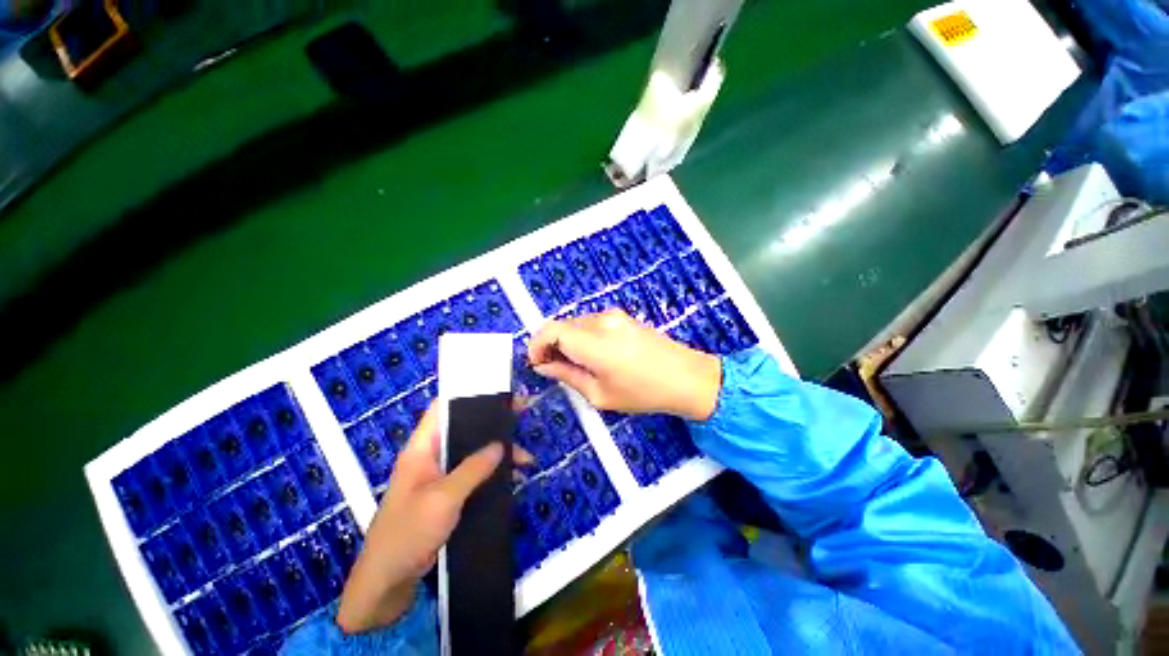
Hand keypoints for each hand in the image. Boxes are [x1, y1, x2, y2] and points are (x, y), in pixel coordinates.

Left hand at [336, 402, 509, 633]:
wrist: (387, 583)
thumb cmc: (408, 533)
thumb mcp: (443, 498)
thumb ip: (473, 468)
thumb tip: (499, 444)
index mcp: (422, 448)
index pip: (442, 409)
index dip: (469, 397)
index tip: (500, 397)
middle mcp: (431, 456)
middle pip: (463, 429)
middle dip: (493, 427)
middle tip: (520, 424)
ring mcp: (439, 476)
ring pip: (472, 453)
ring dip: (497, 453)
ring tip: (524, 459)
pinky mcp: (447, 494)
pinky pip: (473, 474)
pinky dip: (492, 472)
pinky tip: (512, 477)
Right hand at [528, 309, 721, 420]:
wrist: (686, 377)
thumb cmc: (643, 392)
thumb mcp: (600, 394)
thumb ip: (567, 376)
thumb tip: (544, 367)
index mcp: (592, 341)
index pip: (549, 330)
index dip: (536, 345)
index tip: (537, 363)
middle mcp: (600, 321)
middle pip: (561, 325)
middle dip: (551, 345)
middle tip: (555, 369)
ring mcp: (613, 315)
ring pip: (576, 323)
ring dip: (567, 341)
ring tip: (577, 365)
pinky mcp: (622, 316)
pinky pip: (592, 323)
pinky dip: (583, 336)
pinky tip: (595, 356)